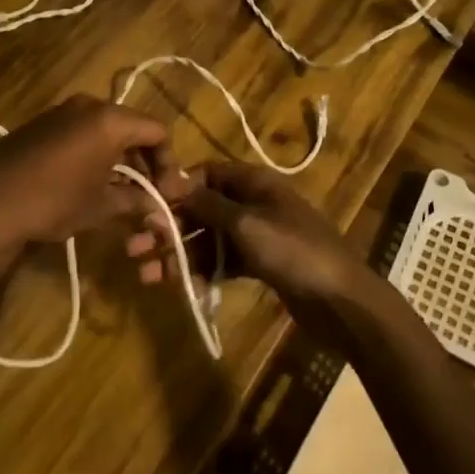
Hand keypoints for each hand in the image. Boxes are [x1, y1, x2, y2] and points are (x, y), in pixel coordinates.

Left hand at [0, 95, 182, 274]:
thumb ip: (135, 201)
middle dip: (144, 161)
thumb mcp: (101, 206)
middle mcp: (90, 105)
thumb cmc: (54, 199)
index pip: (156, 132)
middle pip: (132, 127)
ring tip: (121, 193)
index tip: (166, 193)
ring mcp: (63, 111)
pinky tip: (90, 183)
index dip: (168, 162)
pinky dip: (95, 153)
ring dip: (119, 158)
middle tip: (148, 194)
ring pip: (106, 130)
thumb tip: (158, 209)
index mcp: (111, 119)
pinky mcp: (42, 123)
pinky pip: (82, 132)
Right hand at [129, 161, 377, 333]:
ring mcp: (256, 235)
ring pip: (207, 238)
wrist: (341, 300)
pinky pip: (221, 261)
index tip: (146, 204)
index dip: (176, 187)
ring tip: (144, 274)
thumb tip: (171, 185)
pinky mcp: (259, 264)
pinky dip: (199, 270)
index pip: (206, 173)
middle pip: (202, 208)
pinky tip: (175, 284)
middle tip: (133, 247)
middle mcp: (253, 203)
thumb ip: (206, 205)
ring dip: (177, 253)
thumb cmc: (293, 250)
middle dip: (168, 227)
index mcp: (254, 182)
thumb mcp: (246, 223)